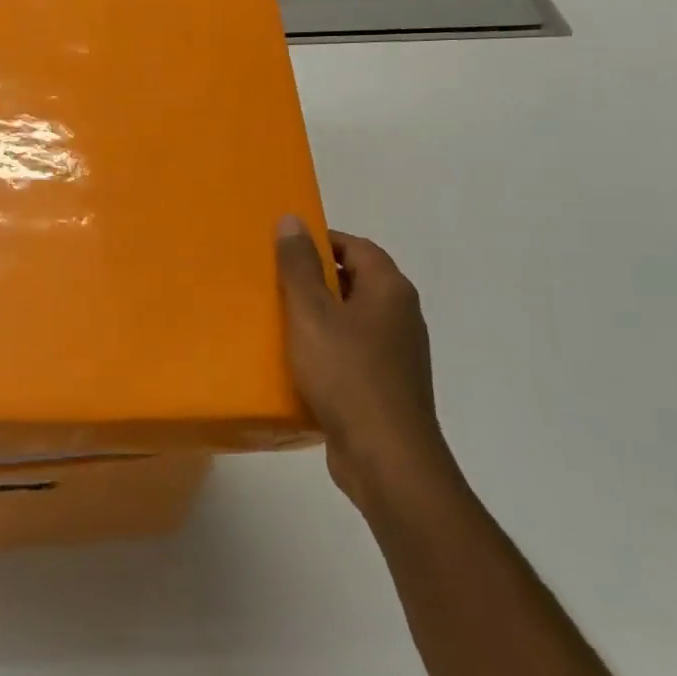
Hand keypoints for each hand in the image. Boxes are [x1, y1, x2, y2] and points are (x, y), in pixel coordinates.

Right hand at [276, 217, 447, 504]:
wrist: (385, 456)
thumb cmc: (347, 373)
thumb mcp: (311, 313)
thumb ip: (299, 266)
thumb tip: (292, 219)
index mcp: (389, 290)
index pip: (356, 246)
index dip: (321, 241)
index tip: (284, 249)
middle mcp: (401, 315)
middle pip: (356, 281)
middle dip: (316, 279)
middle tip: (275, 283)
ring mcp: (399, 354)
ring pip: (354, 320)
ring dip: (320, 317)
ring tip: (279, 321)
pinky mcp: (388, 386)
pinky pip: (354, 353)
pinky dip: (328, 349)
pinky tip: (300, 364)